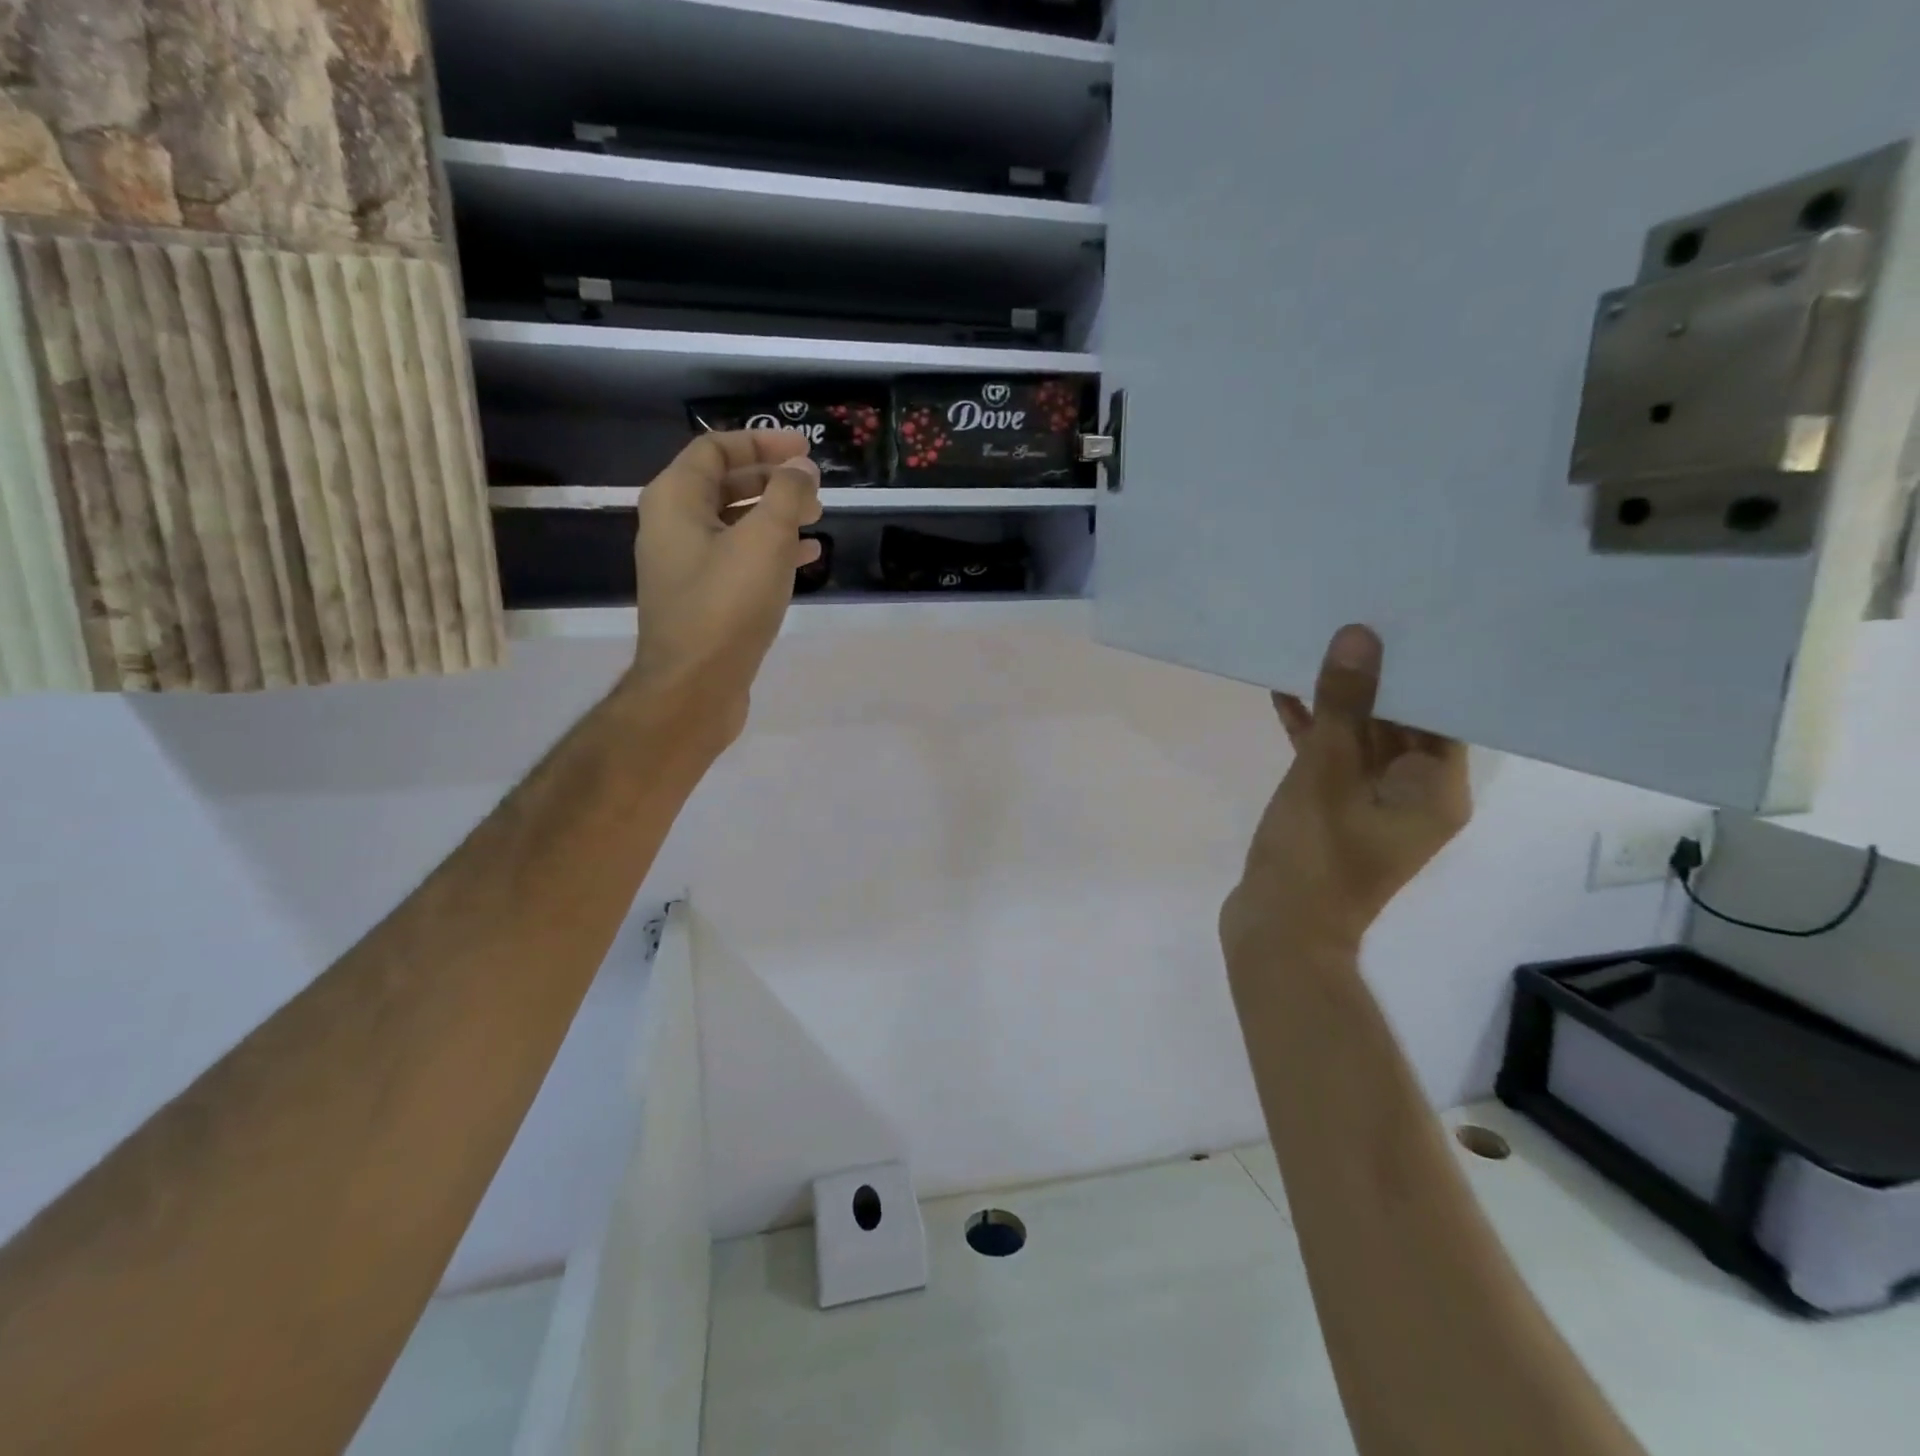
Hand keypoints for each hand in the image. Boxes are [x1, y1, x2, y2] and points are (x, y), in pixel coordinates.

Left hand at [625, 430, 822, 749]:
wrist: (694, 687)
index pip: (716, 449)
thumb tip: (801, 470)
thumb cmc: (726, 605)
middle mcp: (672, 527)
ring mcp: (685, 567)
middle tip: (814, 489)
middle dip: (772, 481)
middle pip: (724, 485)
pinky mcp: (702, 600)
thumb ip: (787, 495)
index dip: (762, 442)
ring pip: (734, 525)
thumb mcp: (765, 540)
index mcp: (675, 500)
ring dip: (775, 516)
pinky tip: (804, 560)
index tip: (805, 452)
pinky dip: (770, 552)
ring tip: (817, 520)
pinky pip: (738, 560)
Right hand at [1220, 625, 1470, 963]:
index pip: (1443, 713)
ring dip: (1334, 705)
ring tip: (1310, 649)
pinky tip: (1283, 696)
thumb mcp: (1326, 773)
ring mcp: (1371, 806)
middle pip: (1400, 724)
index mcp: (1434, 791)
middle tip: (1349, 622)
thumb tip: (1361, 637)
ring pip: (1360, 741)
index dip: (1421, 669)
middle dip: (1371, 679)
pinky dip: (1312, 734)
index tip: (1399, 622)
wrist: (1277, 931)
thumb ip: (1344, 706)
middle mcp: (1414, 796)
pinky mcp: (1335, 813)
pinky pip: (1331, 762)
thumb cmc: (1314, 855)